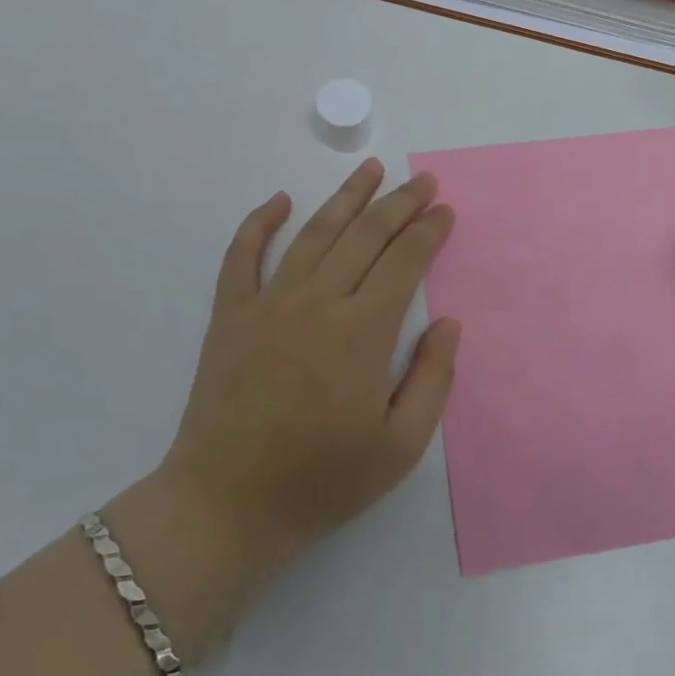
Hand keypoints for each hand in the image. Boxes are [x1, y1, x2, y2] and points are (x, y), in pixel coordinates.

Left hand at [128, 161, 458, 644]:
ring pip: (313, 234)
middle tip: (423, 181)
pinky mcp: (230, 316)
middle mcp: (317, 303)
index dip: (428, 231)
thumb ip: (432, 379)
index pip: (403, 262)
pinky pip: (242, 256)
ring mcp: (268, 304)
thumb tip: (447, 323)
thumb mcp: (400, 447)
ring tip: (370, 170)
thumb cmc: (322, 481)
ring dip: (345, 197)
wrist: (227, 505)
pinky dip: (258, 223)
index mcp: (362, 333)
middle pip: (365, 236)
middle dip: (400, 204)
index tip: (445, 211)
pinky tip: (279, 201)